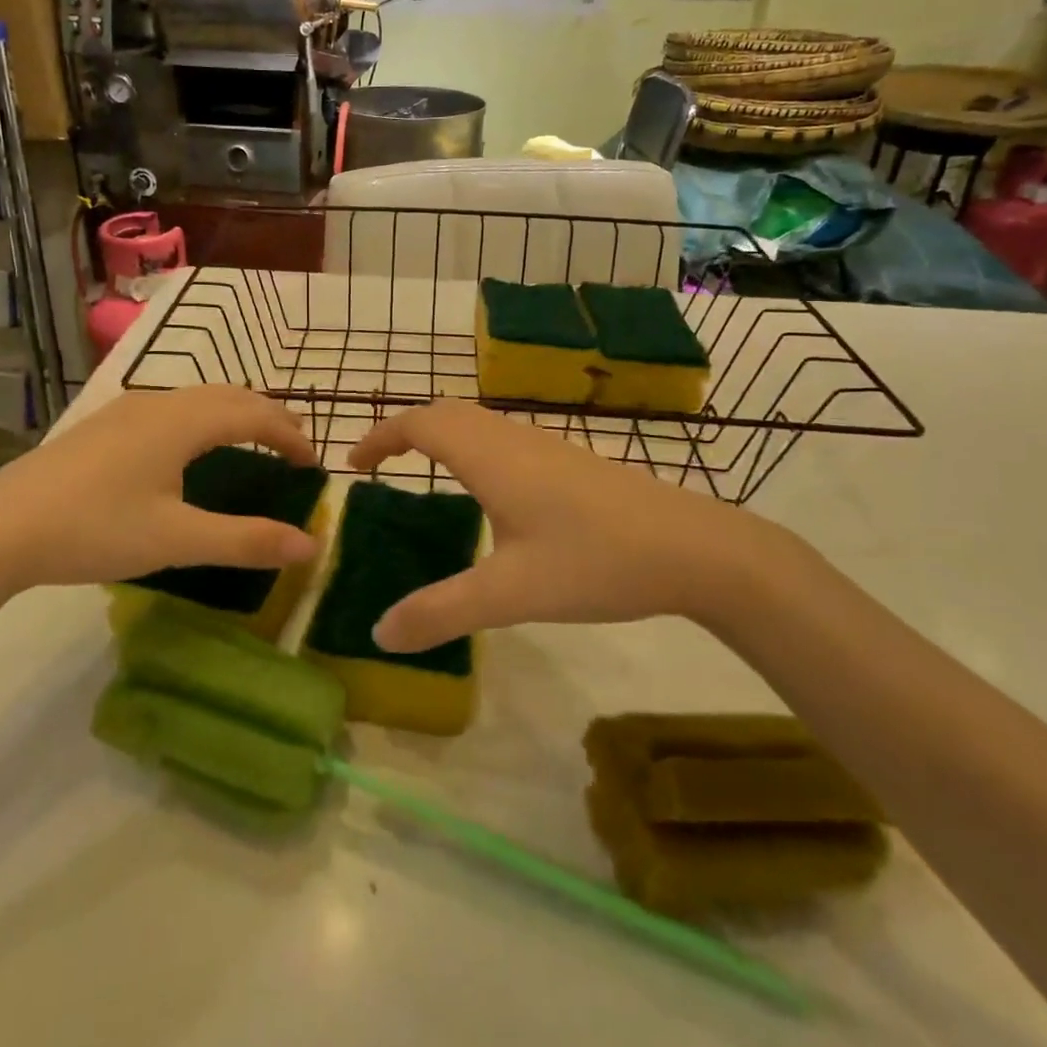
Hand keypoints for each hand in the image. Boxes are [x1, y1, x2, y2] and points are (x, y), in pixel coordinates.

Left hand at [0, 387, 319, 605]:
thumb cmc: (94, 529)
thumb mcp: (177, 539)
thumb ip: (246, 540)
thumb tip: (310, 545)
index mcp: (184, 421)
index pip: (256, 415)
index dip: (291, 437)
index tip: (314, 466)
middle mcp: (160, 402)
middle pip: (232, 396)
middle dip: (269, 418)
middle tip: (293, 450)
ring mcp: (127, 408)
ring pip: (199, 398)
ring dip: (235, 414)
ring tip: (252, 443)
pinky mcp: (104, 424)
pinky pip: (174, 408)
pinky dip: (205, 419)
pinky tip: (190, 449)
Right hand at [347, 401, 807, 651]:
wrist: (695, 548)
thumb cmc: (595, 561)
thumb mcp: (511, 593)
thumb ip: (442, 612)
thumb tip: (379, 633)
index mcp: (490, 457)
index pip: (419, 424)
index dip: (379, 437)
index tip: (352, 465)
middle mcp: (512, 439)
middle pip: (445, 413)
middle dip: (404, 430)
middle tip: (378, 467)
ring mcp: (545, 446)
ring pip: (477, 422)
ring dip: (440, 435)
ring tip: (420, 473)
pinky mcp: (569, 461)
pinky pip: (501, 438)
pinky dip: (471, 447)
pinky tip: (486, 492)